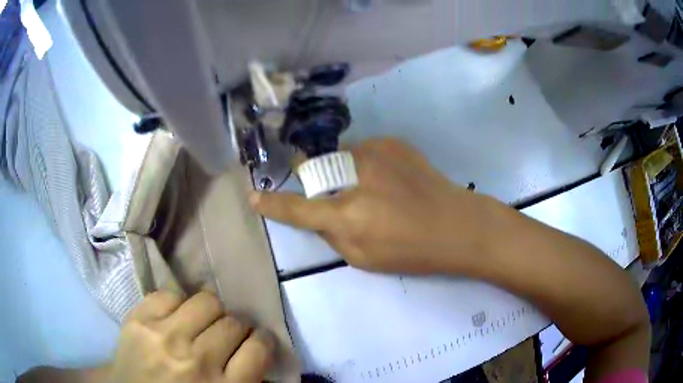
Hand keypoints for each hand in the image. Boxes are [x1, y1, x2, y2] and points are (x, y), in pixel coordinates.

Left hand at [105, 291, 274, 382]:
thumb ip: (243, 379)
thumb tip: (255, 349)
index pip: (257, 349)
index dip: (261, 341)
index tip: (256, 340)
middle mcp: (195, 361)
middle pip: (233, 323)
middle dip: (235, 327)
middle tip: (225, 335)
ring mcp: (163, 337)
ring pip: (206, 301)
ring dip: (210, 312)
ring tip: (200, 322)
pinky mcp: (138, 320)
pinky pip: (170, 294)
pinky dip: (177, 304)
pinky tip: (174, 318)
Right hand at [250, 138, 492, 273]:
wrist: (458, 224)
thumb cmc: (413, 251)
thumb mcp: (364, 258)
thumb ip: (332, 234)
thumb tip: (319, 213)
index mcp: (348, 214)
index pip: (297, 208)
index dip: (272, 204)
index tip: (254, 197)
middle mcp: (356, 174)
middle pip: (314, 166)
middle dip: (315, 179)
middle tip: (337, 193)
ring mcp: (375, 151)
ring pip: (338, 154)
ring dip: (342, 169)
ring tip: (371, 187)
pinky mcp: (392, 141)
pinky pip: (363, 149)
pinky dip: (364, 163)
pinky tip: (388, 178)